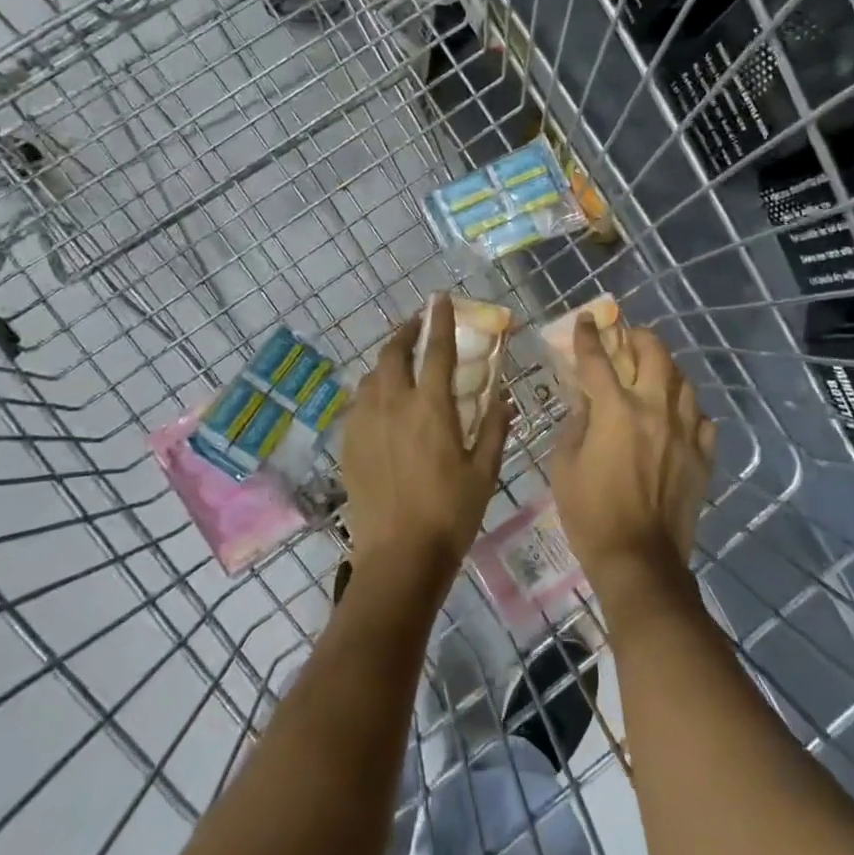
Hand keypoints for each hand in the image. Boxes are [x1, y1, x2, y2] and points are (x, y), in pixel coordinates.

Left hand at [340, 297, 513, 591]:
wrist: (398, 556)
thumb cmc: (451, 513)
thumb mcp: (484, 471)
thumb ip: (494, 427)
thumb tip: (504, 396)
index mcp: (431, 407)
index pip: (437, 350)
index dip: (440, 320)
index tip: (440, 298)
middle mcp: (393, 405)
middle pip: (393, 353)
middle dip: (405, 331)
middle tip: (417, 324)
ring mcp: (366, 423)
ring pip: (372, 375)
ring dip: (387, 360)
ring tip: (401, 362)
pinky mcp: (349, 443)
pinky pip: (359, 402)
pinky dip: (373, 389)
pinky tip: (382, 402)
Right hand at [549, 318, 715, 600]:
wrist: (639, 558)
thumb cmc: (590, 513)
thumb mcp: (564, 465)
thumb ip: (576, 423)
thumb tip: (585, 399)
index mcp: (615, 410)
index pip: (598, 359)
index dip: (589, 336)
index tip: (587, 319)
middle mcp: (654, 410)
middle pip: (655, 354)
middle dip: (640, 337)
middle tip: (629, 337)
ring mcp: (685, 432)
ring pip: (684, 381)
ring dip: (667, 369)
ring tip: (655, 372)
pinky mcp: (703, 455)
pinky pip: (703, 418)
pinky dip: (689, 409)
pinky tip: (679, 415)